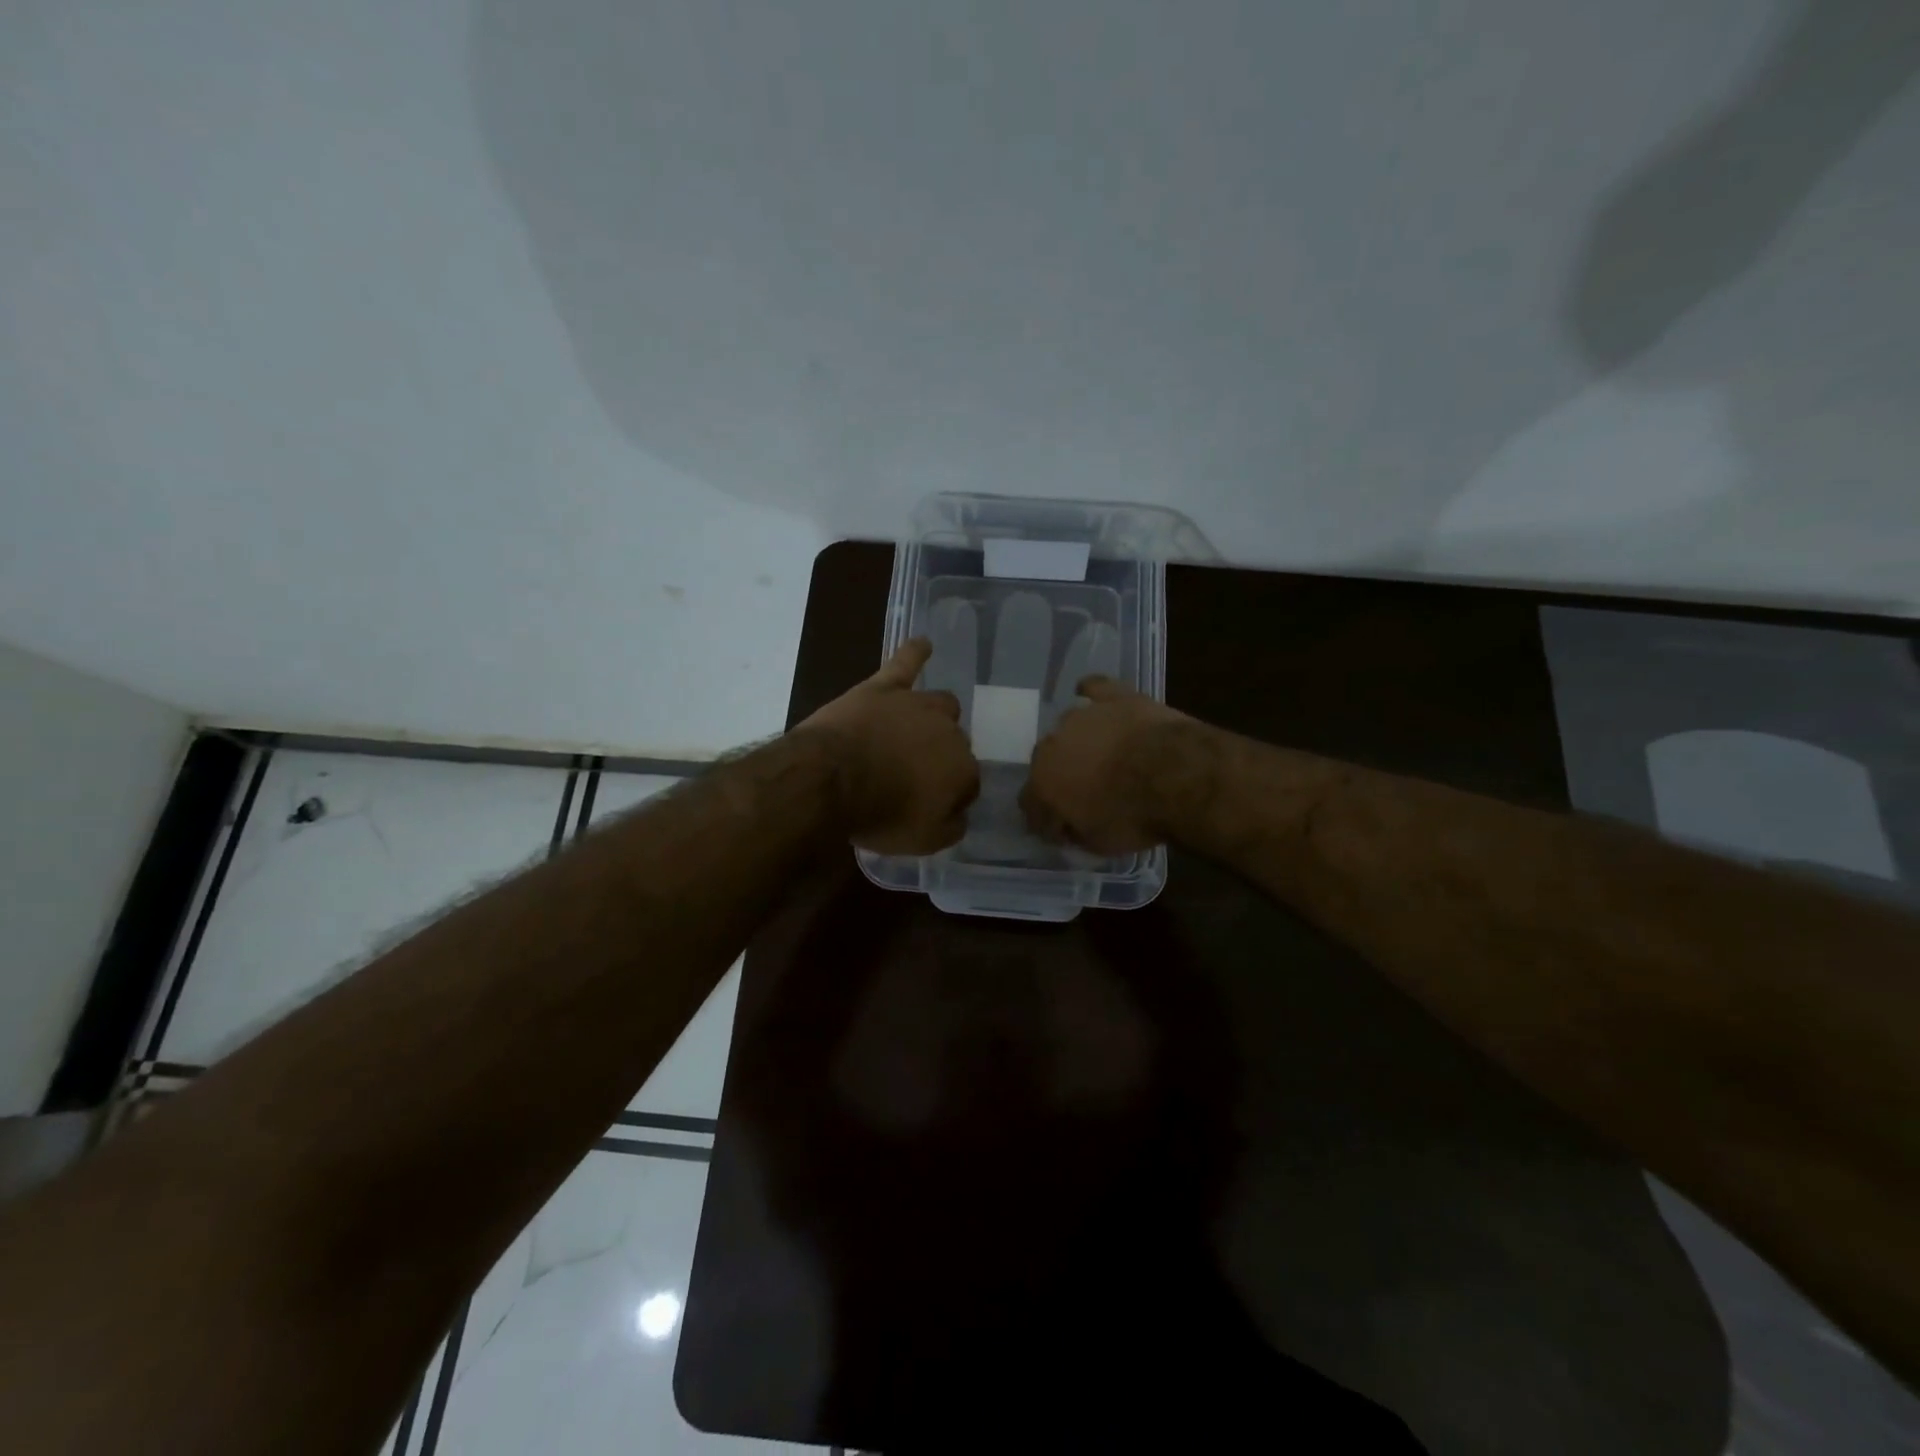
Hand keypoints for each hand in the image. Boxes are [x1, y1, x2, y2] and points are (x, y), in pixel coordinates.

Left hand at [798, 638, 979, 854]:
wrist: (832, 780)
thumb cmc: (880, 814)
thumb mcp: (923, 841)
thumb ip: (951, 827)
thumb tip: (960, 815)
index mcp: (963, 769)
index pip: (968, 783)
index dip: (951, 796)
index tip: (931, 807)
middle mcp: (950, 732)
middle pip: (955, 742)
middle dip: (941, 758)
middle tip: (914, 776)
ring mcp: (917, 705)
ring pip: (941, 704)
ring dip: (935, 717)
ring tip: (920, 727)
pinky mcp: (884, 687)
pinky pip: (905, 663)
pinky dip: (915, 653)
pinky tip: (923, 644)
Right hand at [1023, 676, 1199, 853]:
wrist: (1175, 774)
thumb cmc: (1133, 816)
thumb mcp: (1099, 844)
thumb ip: (1076, 832)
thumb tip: (1070, 825)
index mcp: (1042, 783)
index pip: (1030, 804)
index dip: (1045, 819)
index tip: (1062, 830)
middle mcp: (1052, 744)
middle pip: (1046, 762)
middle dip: (1059, 777)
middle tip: (1083, 792)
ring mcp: (1082, 716)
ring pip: (1068, 728)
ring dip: (1077, 743)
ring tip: (1099, 755)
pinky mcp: (1113, 696)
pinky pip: (1094, 688)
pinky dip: (1090, 693)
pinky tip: (1089, 695)